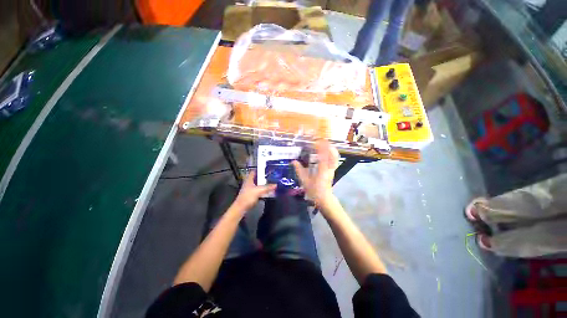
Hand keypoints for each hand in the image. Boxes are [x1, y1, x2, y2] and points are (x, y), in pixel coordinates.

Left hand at [233, 170, 276, 211]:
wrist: (241, 208)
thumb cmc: (248, 197)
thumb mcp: (259, 191)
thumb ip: (267, 187)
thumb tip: (276, 185)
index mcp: (249, 179)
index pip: (254, 171)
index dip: (260, 169)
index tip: (267, 169)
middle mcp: (249, 183)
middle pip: (257, 178)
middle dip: (263, 177)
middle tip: (271, 176)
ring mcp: (249, 189)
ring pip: (258, 184)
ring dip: (263, 184)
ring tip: (271, 183)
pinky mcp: (251, 195)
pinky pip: (258, 190)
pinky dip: (263, 190)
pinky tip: (267, 191)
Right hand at [292, 140, 338, 206]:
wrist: (324, 198)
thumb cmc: (314, 190)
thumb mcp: (304, 180)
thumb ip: (299, 170)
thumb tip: (293, 161)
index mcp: (322, 170)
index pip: (323, 156)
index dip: (321, 147)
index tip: (316, 141)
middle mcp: (329, 168)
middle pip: (333, 155)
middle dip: (328, 146)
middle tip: (321, 140)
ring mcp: (332, 169)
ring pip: (335, 157)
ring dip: (330, 149)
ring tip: (324, 144)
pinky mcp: (333, 170)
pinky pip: (334, 160)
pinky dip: (331, 154)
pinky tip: (326, 152)